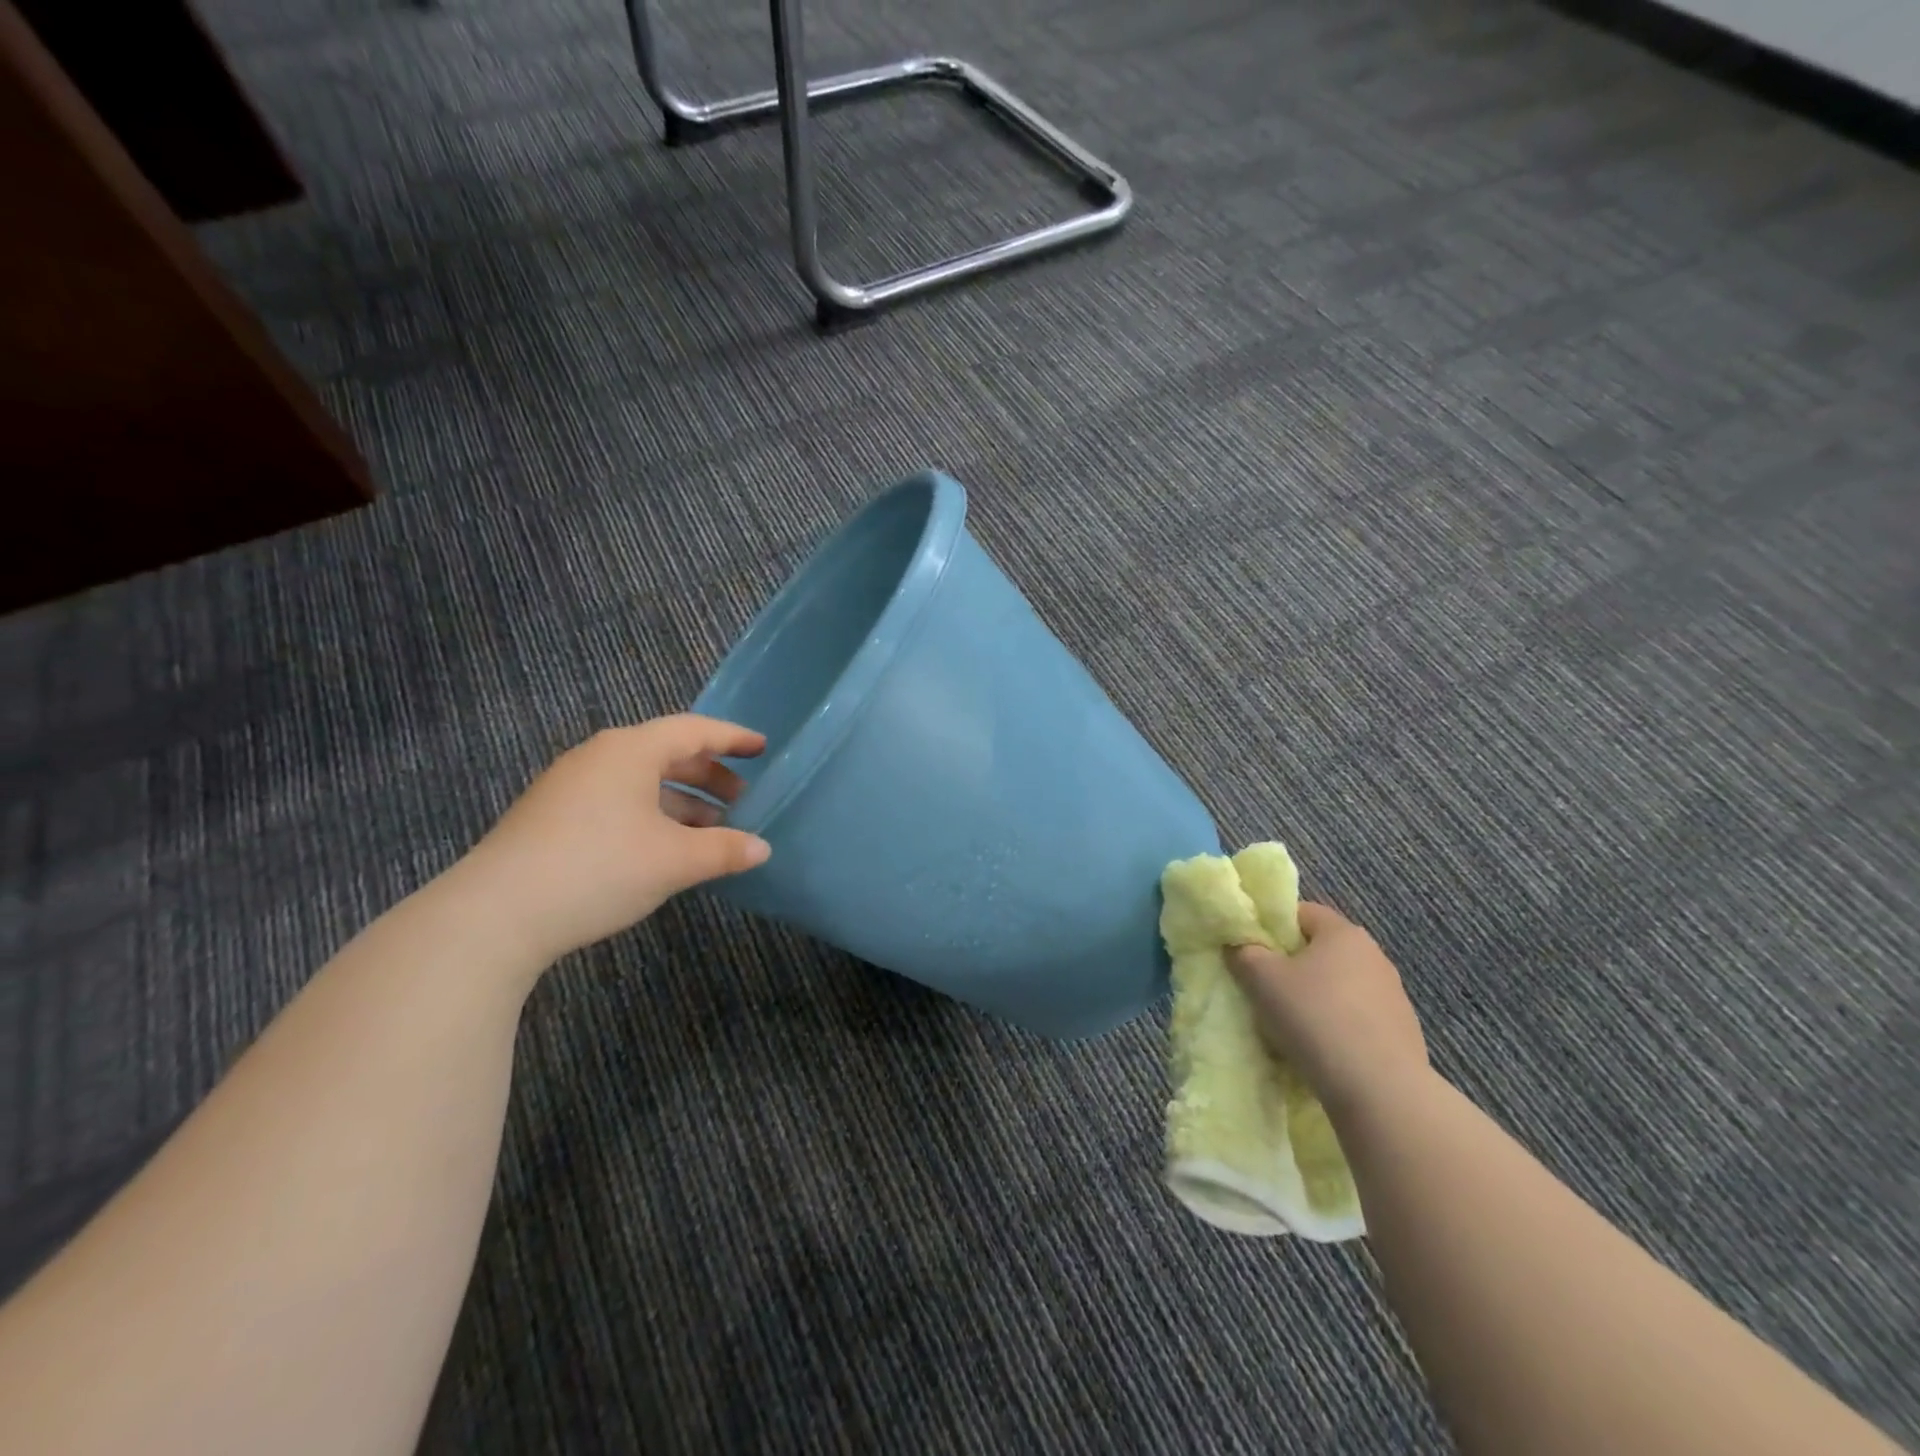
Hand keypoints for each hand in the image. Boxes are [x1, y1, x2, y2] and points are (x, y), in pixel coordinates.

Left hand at [449, 716, 771, 964]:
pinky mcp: (553, 818)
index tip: (762, 748)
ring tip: (711, 832)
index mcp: (630, 751)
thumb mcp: (673, 861)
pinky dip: (652, 816)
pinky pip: (618, 802)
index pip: (693, 731)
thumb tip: (762, 848)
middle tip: (742, 799)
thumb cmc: (599, 869)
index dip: (732, 738)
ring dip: (681, 802)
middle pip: (667, 755)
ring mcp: (571, 787)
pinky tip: (665, 849)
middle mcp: (599, 758)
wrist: (494, 915)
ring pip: (641, 782)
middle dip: (709, 776)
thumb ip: (724, 850)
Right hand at [1228, 902, 1427, 1113]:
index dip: (1273, 926)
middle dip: (1293, 965)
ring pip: (1340, 987)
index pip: (1303, 912)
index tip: (1252, 950)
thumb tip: (1240, 946)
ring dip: (1316, 998)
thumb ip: (1244, 953)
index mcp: (1343, 933)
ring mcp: (1393, 996)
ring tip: (1291, 1026)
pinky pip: (1357, 1019)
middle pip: (1322, 950)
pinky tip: (1321, 1051)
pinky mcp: (1403, 1033)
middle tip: (1265, 988)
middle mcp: (1374, 956)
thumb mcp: (1261, 979)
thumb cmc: (1314, 1018)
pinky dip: (1337, 1027)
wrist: (1379, 1090)